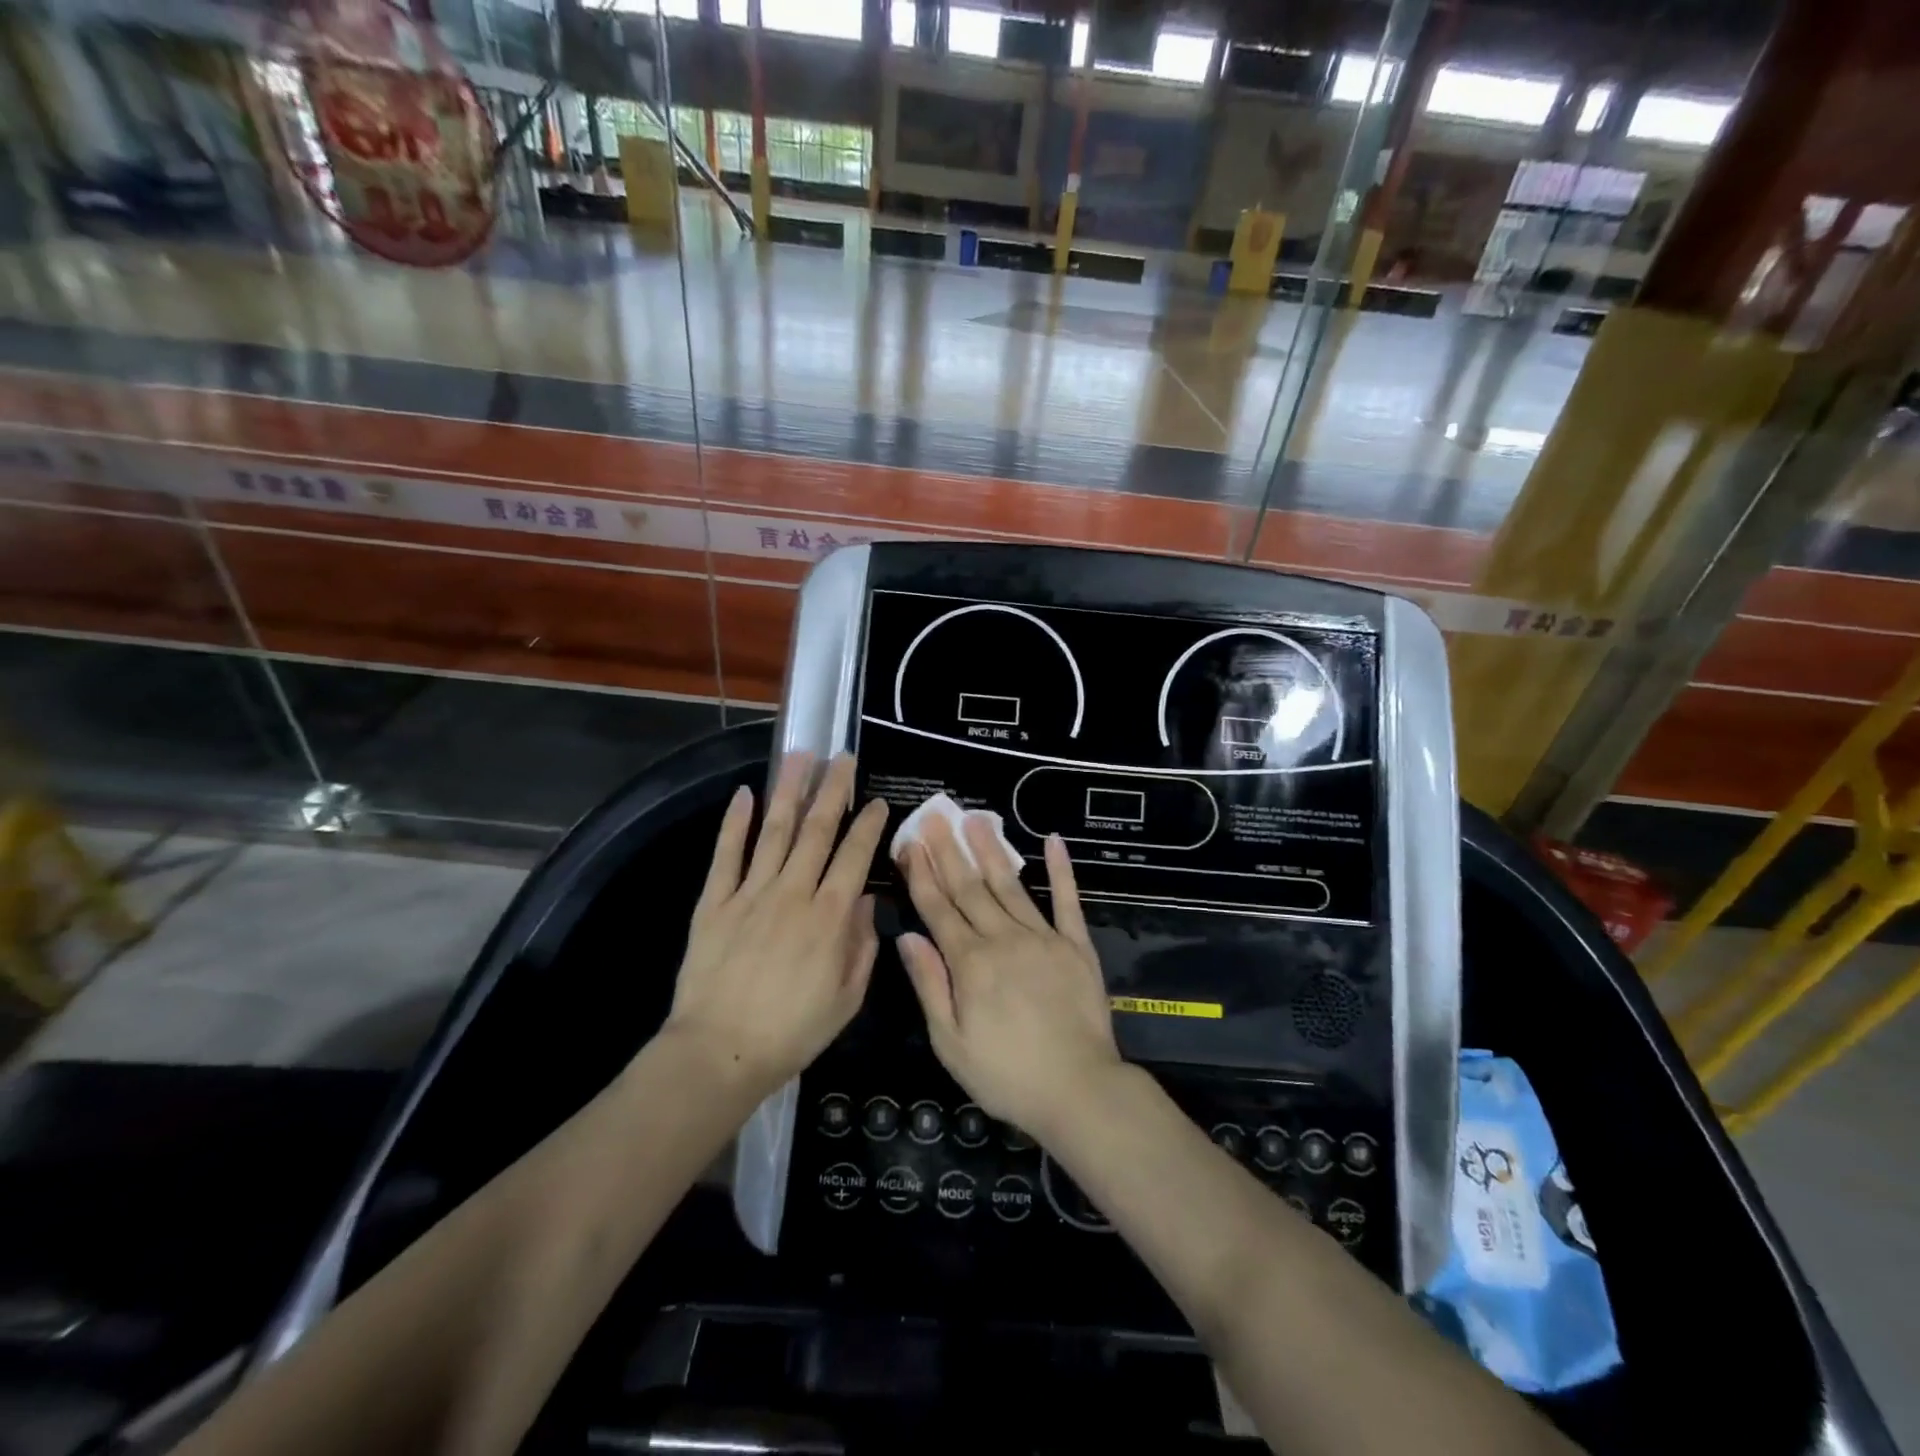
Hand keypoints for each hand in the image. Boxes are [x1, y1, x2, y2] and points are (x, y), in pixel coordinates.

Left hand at [665, 753, 888, 1092]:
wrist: (720, 1052)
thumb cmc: (792, 1032)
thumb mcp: (846, 999)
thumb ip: (861, 946)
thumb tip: (867, 901)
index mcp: (830, 916)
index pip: (854, 855)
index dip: (868, 823)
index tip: (878, 800)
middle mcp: (793, 892)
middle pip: (817, 829)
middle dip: (833, 789)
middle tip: (843, 757)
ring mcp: (751, 892)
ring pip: (775, 830)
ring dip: (789, 790)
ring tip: (800, 756)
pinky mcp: (715, 901)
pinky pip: (727, 854)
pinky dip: (736, 822)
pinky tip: (744, 795)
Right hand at [895, 815, 1122, 1139]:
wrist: (1078, 1090)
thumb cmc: (1006, 1075)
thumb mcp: (951, 1042)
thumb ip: (930, 985)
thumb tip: (908, 936)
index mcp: (970, 963)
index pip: (938, 908)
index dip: (921, 874)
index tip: (909, 843)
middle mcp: (1003, 939)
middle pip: (969, 888)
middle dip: (948, 850)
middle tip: (935, 815)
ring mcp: (1043, 937)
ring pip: (1010, 885)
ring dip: (990, 850)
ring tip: (975, 818)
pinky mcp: (1076, 945)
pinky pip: (1067, 901)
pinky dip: (1061, 870)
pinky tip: (1053, 841)